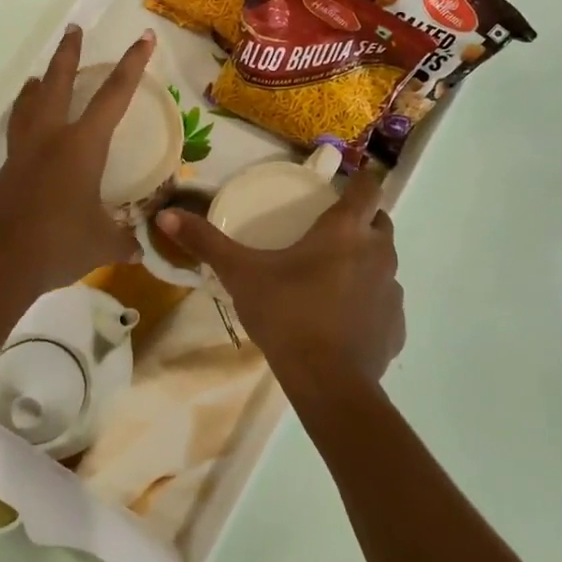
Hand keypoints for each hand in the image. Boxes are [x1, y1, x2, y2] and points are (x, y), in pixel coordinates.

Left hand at [0, 25, 155, 294]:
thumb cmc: (59, 245)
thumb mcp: (102, 244)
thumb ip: (124, 241)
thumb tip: (139, 249)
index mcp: (81, 146)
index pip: (113, 97)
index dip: (132, 66)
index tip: (143, 39)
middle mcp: (50, 139)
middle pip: (58, 83)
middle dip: (68, 54)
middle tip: (73, 30)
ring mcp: (23, 153)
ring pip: (29, 104)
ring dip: (39, 84)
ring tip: (41, 76)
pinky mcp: (7, 172)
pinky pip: (18, 132)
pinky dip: (25, 118)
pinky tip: (29, 130)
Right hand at [154, 171, 404, 391]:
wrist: (327, 381)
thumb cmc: (287, 315)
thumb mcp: (241, 275)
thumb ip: (206, 242)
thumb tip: (166, 215)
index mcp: (346, 231)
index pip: (369, 187)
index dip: (362, 179)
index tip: (345, 183)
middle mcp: (378, 253)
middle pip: (380, 222)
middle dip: (362, 220)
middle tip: (329, 231)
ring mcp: (392, 290)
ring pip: (384, 262)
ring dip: (366, 261)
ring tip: (333, 276)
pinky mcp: (396, 325)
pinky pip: (385, 302)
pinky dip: (370, 302)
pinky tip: (344, 318)